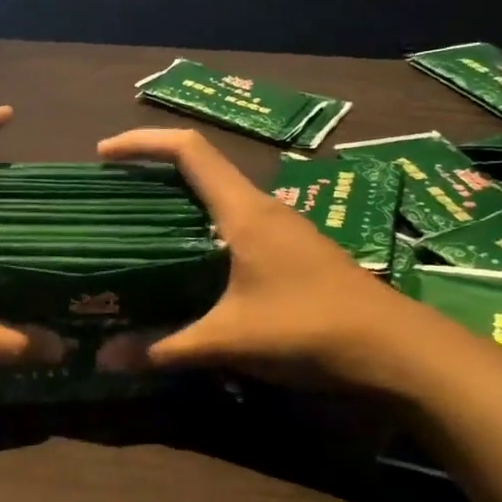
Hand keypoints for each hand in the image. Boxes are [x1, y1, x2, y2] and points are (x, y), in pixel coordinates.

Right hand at [95, 127, 413, 387]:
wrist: (398, 351)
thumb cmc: (309, 329)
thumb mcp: (228, 340)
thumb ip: (165, 347)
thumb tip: (103, 359)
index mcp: (244, 211)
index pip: (188, 151)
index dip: (141, 143)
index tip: (102, 154)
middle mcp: (262, 209)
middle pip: (200, 169)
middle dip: (152, 173)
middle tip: (110, 198)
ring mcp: (282, 230)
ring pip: (219, 199)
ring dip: (178, 202)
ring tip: (138, 229)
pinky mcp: (291, 253)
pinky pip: (234, 224)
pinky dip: (201, 229)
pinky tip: (186, 264)